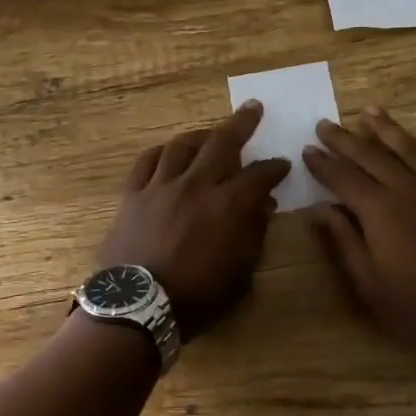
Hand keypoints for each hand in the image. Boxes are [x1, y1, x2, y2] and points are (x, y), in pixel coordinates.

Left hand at [95, 102, 290, 338]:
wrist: (138, 307)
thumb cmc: (197, 298)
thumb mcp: (240, 275)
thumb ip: (254, 235)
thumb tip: (264, 206)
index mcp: (229, 205)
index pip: (259, 175)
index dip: (274, 168)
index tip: (282, 164)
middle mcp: (197, 185)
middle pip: (222, 142)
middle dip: (242, 123)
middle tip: (253, 108)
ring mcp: (161, 186)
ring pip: (183, 145)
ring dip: (201, 135)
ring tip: (210, 133)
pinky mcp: (133, 194)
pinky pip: (147, 161)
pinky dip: (162, 152)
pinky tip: (168, 152)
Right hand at [303, 106, 415, 349]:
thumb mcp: (370, 283)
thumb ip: (343, 241)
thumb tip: (318, 210)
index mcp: (379, 210)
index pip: (342, 177)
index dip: (322, 163)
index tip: (306, 149)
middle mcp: (406, 188)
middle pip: (370, 155)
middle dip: (344, 139)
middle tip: (324, 124)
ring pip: (407, 148)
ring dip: (385, 128)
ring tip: (368, 111)